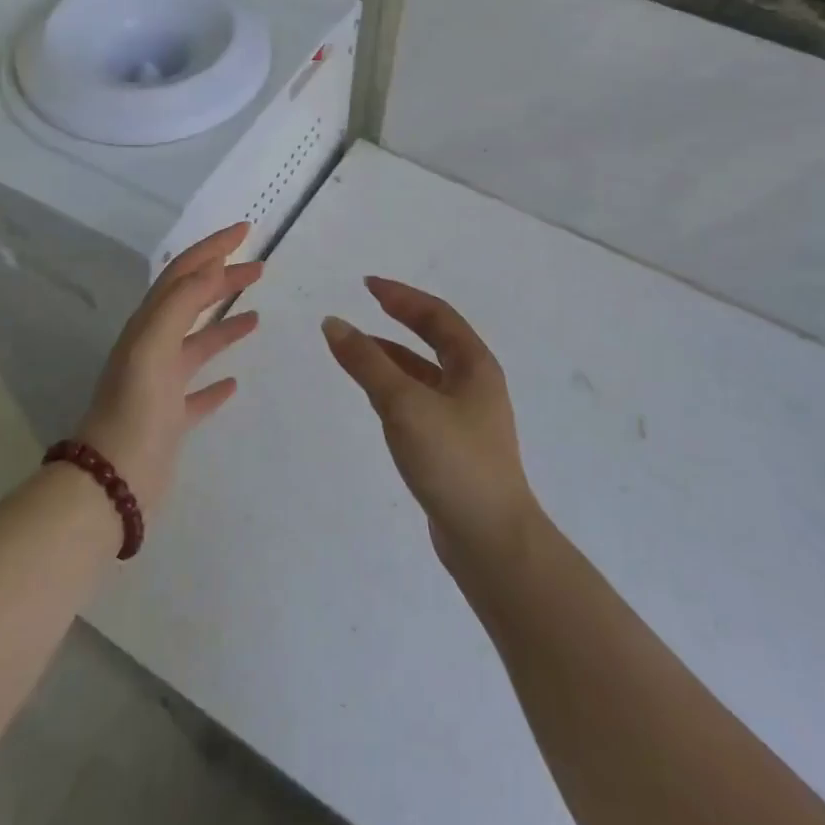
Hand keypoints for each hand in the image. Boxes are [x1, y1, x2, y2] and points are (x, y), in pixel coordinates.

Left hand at [76, 222, 261, 517]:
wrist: (112, 482)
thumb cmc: (135, 410)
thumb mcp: (153, 347)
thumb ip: (179, 304)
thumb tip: (210, 267)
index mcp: (148, 327)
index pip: (182, 274)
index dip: (212, 249)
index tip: (245, 231)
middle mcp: (153, 349)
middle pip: (191, 302)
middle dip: (223, 280)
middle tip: (259, 268)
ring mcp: (162, 385)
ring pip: (197, 344)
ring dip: (223, 323)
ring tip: (255, 314)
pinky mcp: (172, 419)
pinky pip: (198, 391)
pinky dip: (217, 381)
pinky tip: (235, 382)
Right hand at [322, 277, 538, 562]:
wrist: (490, 539)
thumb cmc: (452, 461)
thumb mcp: (404, 404)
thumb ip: (367, 363)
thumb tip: (334, 323)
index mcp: (475, 366)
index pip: (436, 316)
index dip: (401, 296)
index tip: (367, 285)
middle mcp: (475, 385)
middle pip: (435, 340)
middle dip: (400, 320)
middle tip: (365, 305)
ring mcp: (466, 418)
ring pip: (425, 373)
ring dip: (393, 356)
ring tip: (357, 349)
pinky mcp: (453, 447)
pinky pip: (420, 401)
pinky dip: (395, 388)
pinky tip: (375, 398)